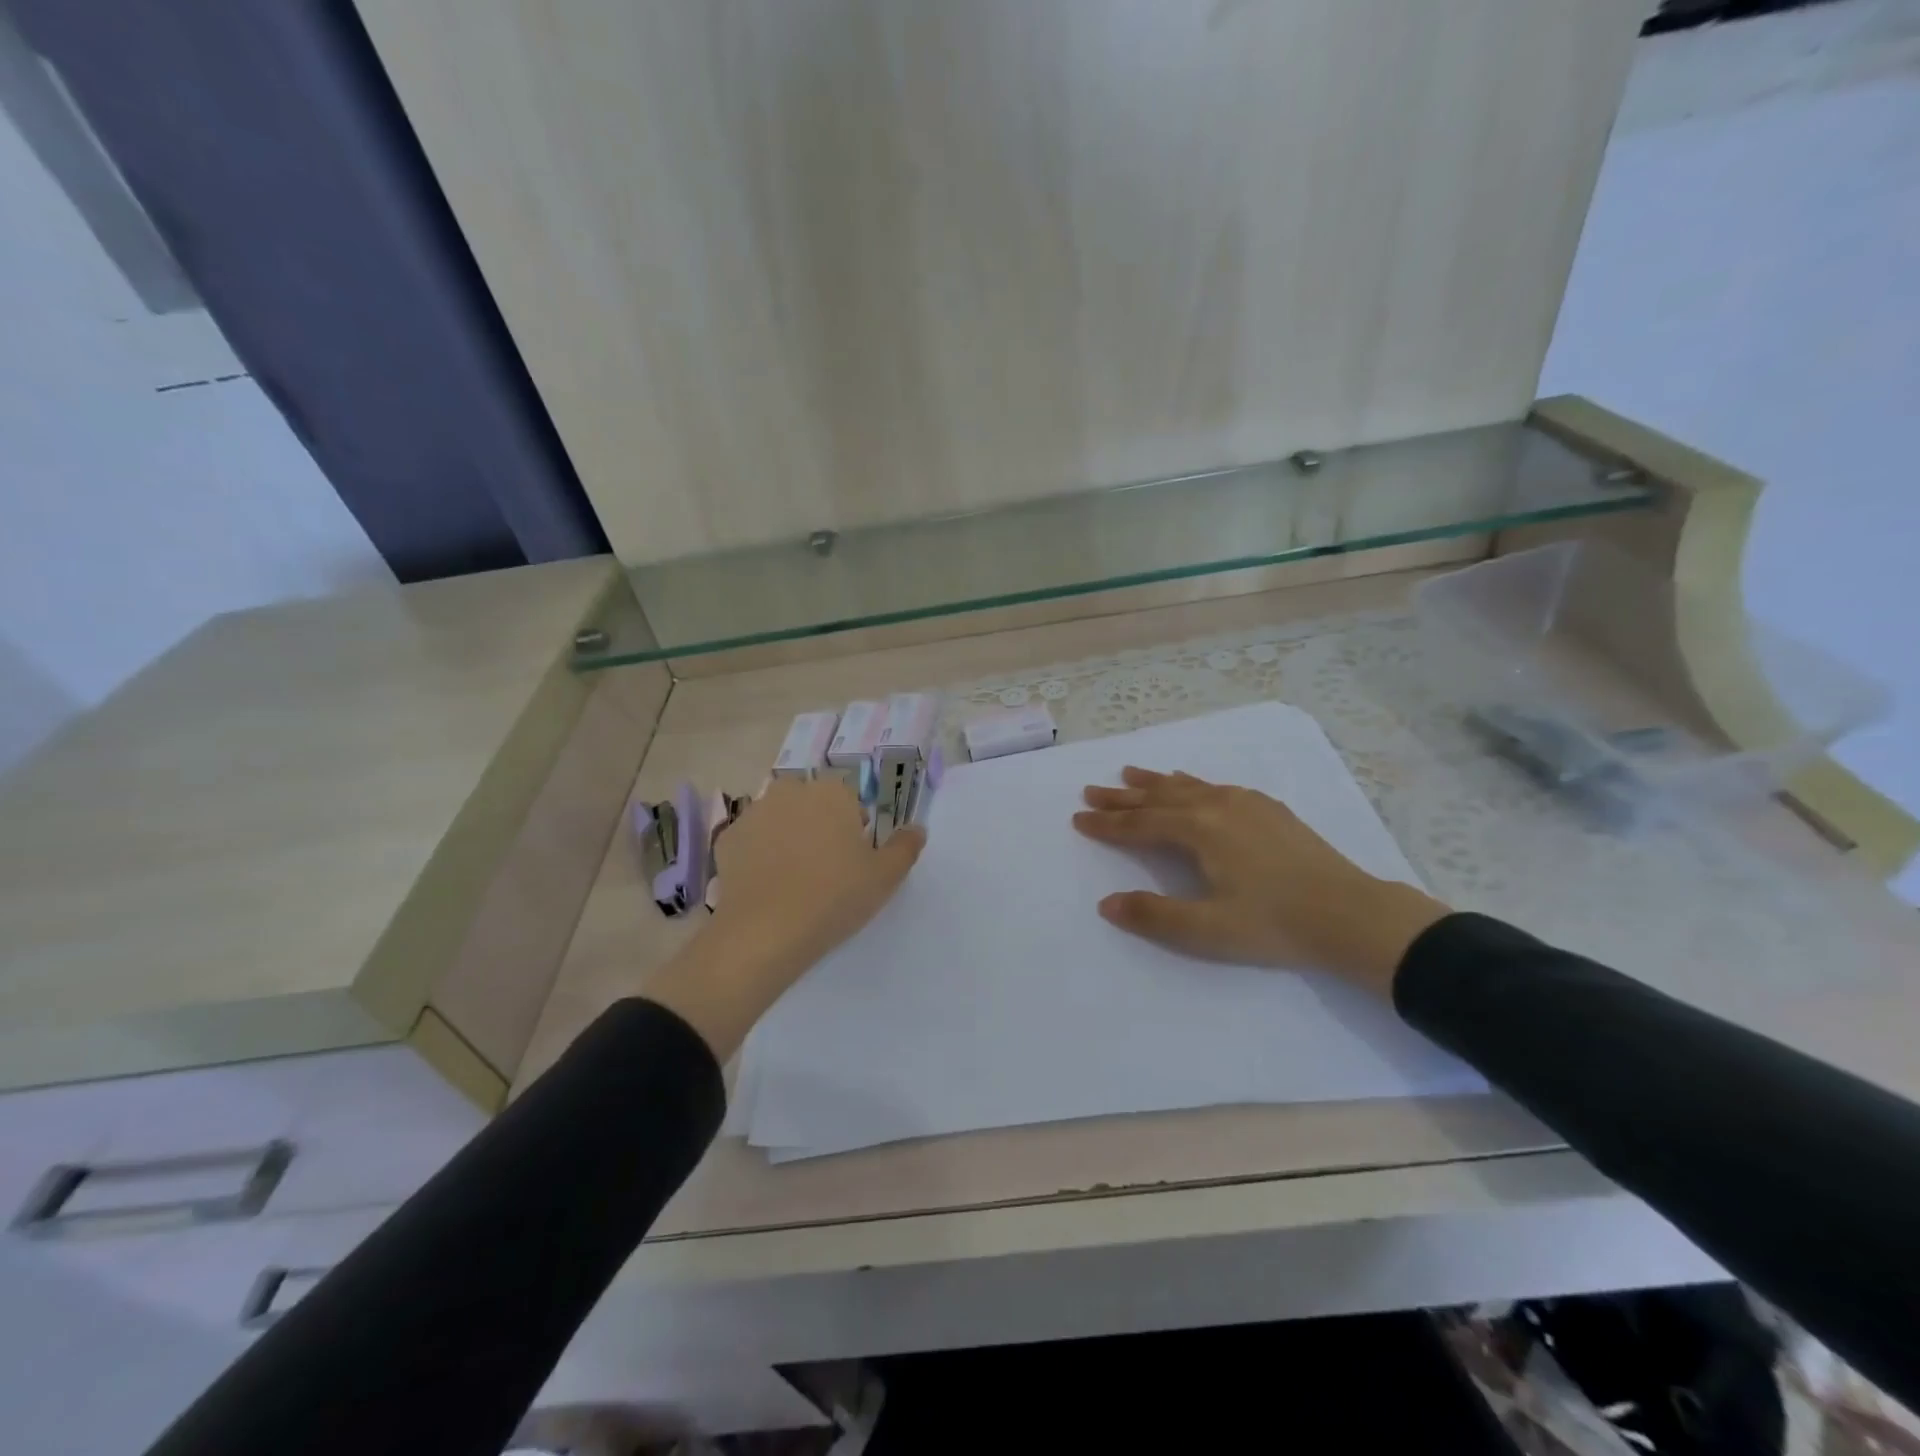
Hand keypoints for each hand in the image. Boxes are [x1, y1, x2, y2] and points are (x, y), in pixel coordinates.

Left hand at [641, 778, 923, 1056]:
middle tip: (826, 869)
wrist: (764, 932)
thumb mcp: (885, 877)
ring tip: (794, 880)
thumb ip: (905, 847)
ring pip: (780, 820)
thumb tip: (917, 828)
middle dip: (819, 826)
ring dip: (788, 837)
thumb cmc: (834, 897)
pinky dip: (759, 855)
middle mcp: (790, 791)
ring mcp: (754, 813)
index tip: (854, 860)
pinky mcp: (727, 839)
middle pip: (812, 804)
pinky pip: (752, 841)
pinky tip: (767, 886)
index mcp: (831, 792)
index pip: (849, 800)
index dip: (854, 828)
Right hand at [1072, 767, 1447, 996]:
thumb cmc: (1275, 924)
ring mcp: (1245, 803)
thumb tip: (1106, 904)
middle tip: (1091, 790)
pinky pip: (1214, 786)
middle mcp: (1217, 805)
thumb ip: (1153, 916)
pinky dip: (1189, 782)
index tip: (1078, 818)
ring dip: (1154, 782)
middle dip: (1122, 797)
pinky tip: (1190, 783)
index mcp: (1198, 830)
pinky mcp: (1268, 809)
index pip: (1140, 824)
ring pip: (1187, 785)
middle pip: (1158, 797)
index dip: (1107, 824)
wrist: (1350, 914)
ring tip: (1128, 774)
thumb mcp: (1207, 930)